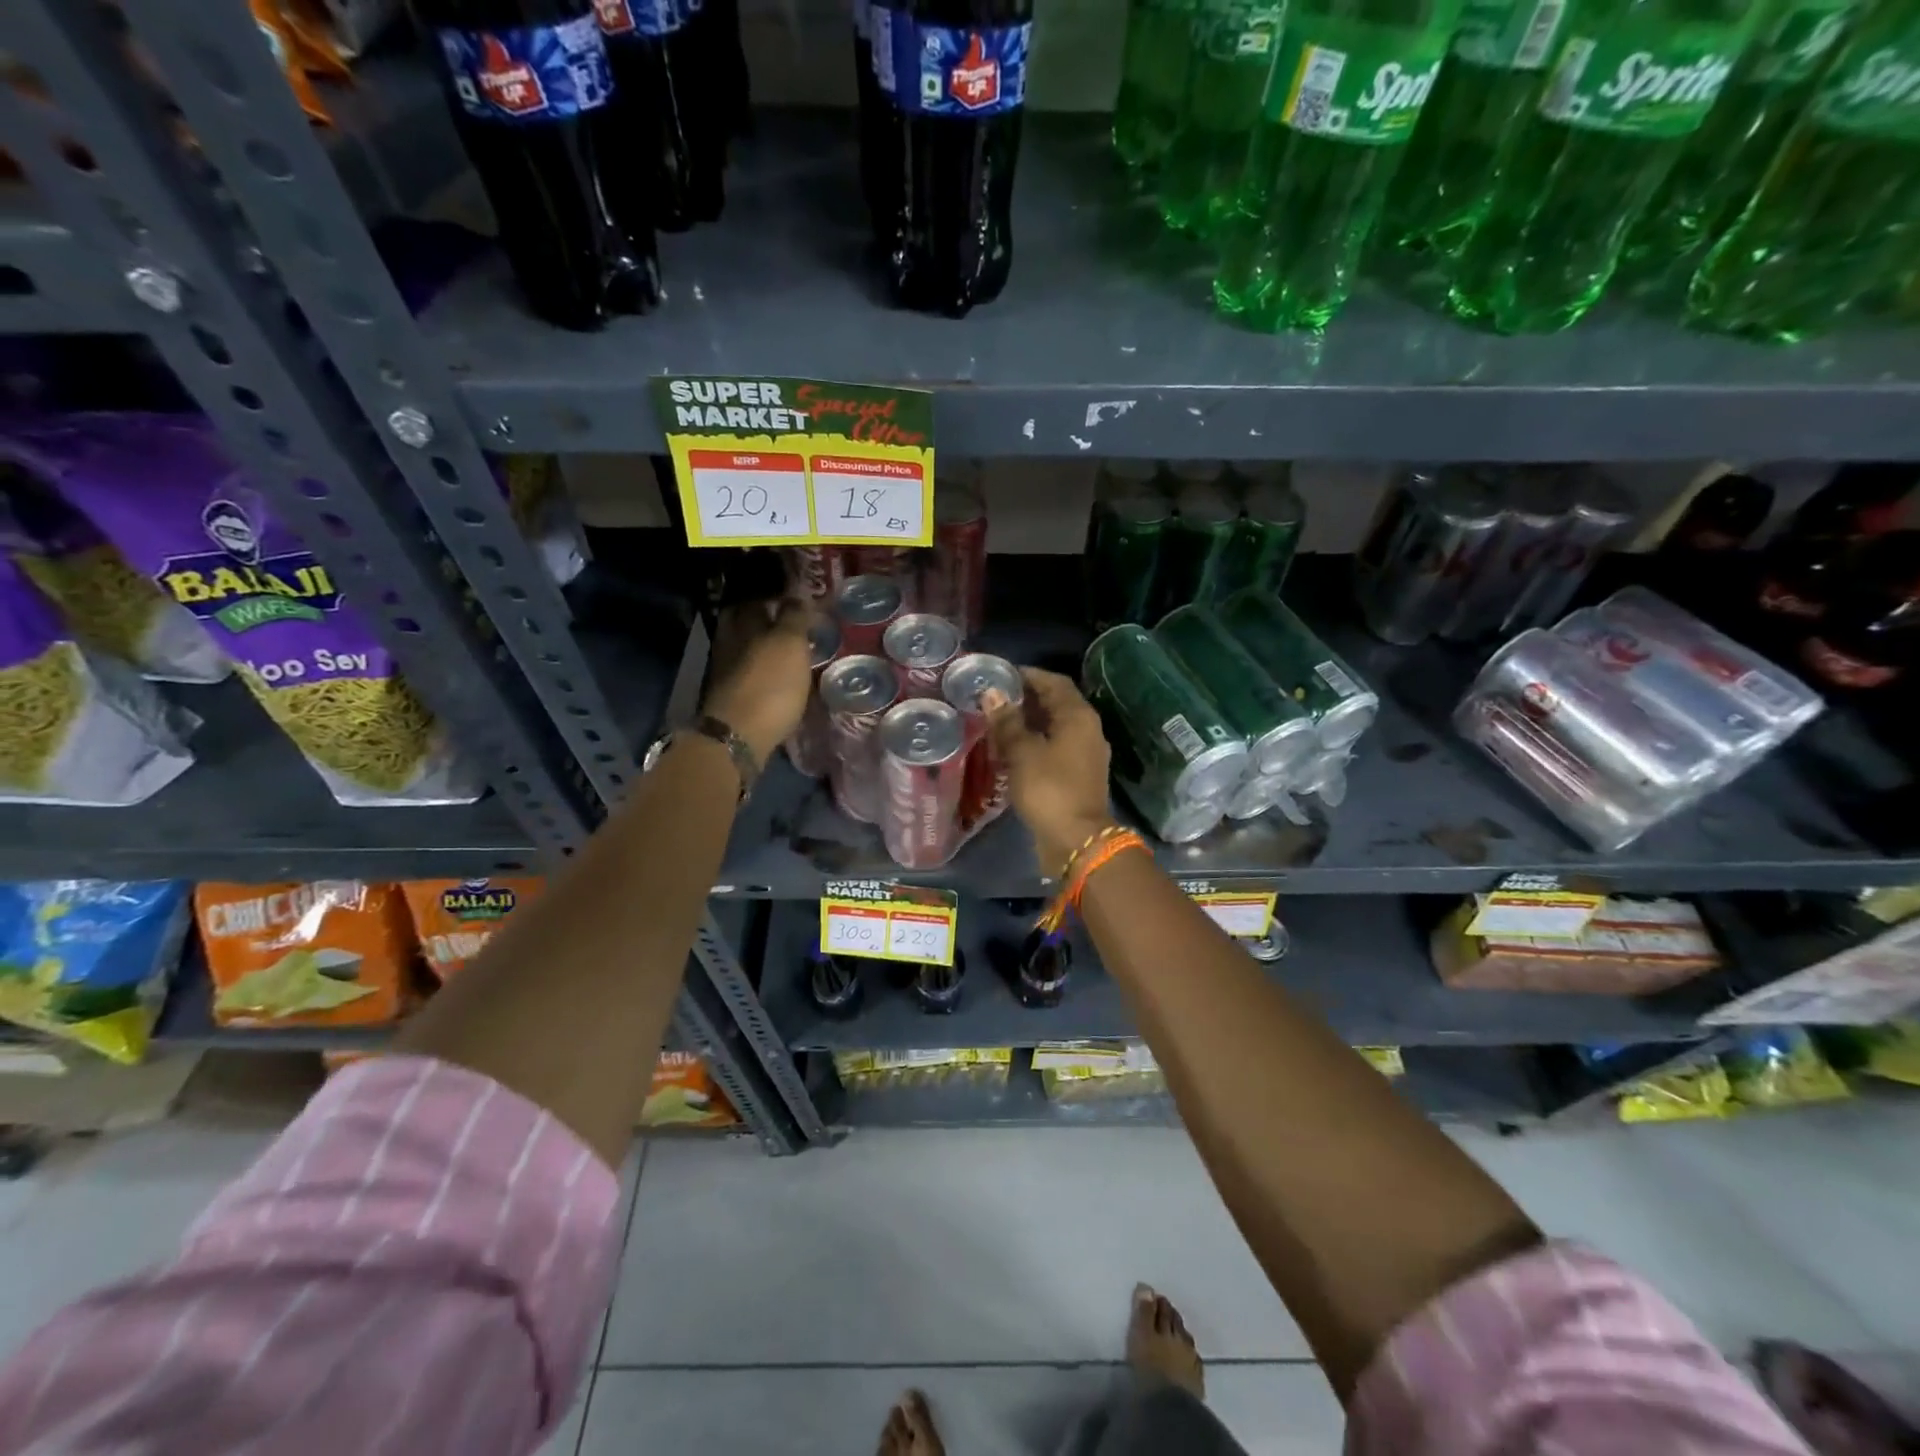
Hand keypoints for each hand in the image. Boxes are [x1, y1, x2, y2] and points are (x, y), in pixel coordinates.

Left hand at [702, 598, 812, 764]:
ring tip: (790, 652)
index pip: (757, 599)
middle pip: (746, 623)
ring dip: (764, 647)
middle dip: (765, 620)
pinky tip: (777, 677)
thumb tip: (797, 597)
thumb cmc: (769, 685)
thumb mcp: (789, 645)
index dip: (776, 597)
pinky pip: (747, 673)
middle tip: (792, 624)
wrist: (738, 737)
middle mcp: (729, 642)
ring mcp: (726, 671)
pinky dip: (761, 671)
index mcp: (743, 623)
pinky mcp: (730, 697)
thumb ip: (794, 617)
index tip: (798, 601)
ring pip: (746, 649)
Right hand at [986, 668, 1117, 878]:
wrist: (1077, 840)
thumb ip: (1007, 722)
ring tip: (997, 723)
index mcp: (1078, 717)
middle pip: (1056, 704)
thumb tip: (993, 694)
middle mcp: (1087, 730)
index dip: (1028, 675)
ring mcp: (1085, 754)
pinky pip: (1054, 748)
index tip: (1000, 674)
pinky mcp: (1078, 775)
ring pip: (1054, 728)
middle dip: (1025, 699)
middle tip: (993, 699)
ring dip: (1028, 723)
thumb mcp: (1022, 753)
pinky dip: (1034, 743)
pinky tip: (1011, 750)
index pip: (1054, 682)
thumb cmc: (1049, 789)